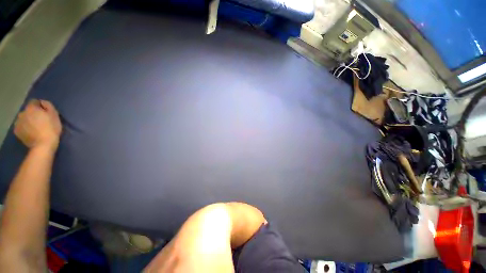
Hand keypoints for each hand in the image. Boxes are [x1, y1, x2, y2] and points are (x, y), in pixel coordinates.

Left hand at [14, 100, 61, 150]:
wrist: (43, 145)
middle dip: (33, 114)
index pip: (34, 101)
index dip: (40, 106)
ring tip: (35, 128)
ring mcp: (17, 123)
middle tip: (40, 121)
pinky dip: (25, 128)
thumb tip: (42, 103)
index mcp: (31, 108)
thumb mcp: (54, 115)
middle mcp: (22, 113)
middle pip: (28, 111)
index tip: (45, 112)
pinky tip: (30, 132)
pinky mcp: (16, 131)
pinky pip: (21, 127)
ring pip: (23, 119)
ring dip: (28, 121)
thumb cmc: (51, 128)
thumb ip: (48, 105)